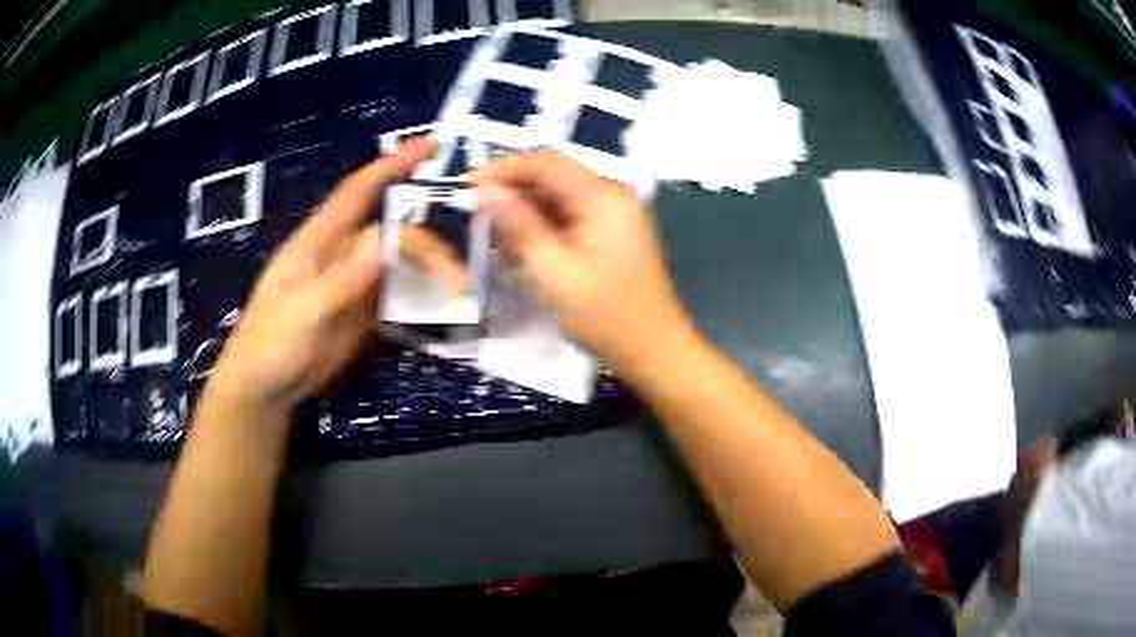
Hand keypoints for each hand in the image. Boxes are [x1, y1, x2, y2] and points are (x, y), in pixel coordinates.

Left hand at [206, 139, 463, 413]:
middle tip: (461, 261)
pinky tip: (445, 298)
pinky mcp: (362, 309)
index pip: (359, 191)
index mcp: (320, 239)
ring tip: (465, 275)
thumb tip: (384, 238)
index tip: (431, 146)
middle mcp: (341, 252)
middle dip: (425, 237)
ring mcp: (354, 281)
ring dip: (430, 263)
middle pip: (390, 230)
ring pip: (398, 259)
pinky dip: (422, 292)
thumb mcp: (304, 310)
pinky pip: (397, 291)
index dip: (392, 164)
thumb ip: (343, 278)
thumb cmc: (271, 341)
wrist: (267, 386)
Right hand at [475, 150, 692, 371]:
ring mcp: (616, 213)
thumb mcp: (554, 272)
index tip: (467, 184)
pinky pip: (571, 214)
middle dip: (512, 187)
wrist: (654, 350)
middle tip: (475, 207)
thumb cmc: (605, 315)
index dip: (504, 168)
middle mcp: (612, 194)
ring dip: (526, 205)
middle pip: (554, 174)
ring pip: (560, 194)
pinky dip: (544, 221)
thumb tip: (486, 190)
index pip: (545, 162)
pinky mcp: (613, 231)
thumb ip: (519, 226)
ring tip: (491, 226)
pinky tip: (521, 239)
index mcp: (603, 197)